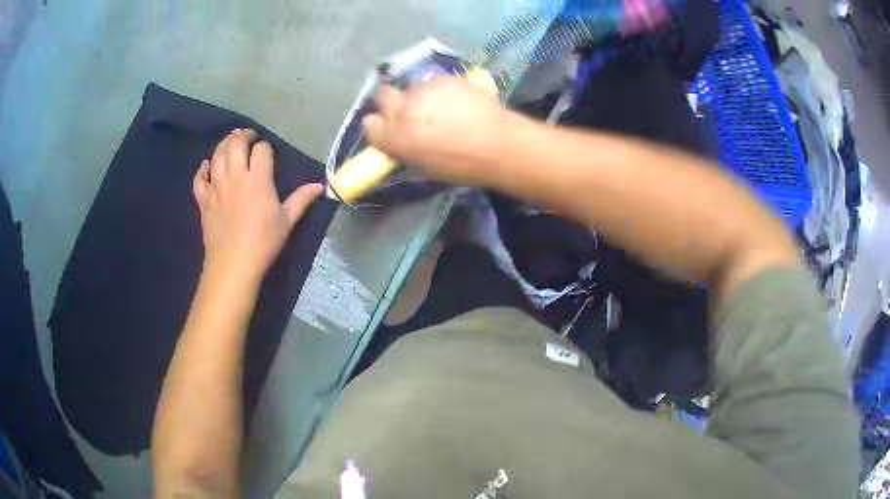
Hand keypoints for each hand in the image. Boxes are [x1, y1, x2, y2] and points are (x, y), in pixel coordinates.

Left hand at [193, 129, 322, 281]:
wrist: (233, 264)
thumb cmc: (263, 242)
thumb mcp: (287, 221)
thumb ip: (302, 199)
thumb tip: (321, 185)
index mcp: (258, 179)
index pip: (261, 150)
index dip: (265, 147)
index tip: (268, 153)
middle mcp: (235, 176)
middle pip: (235, 144)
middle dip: (243, 135)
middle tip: (248, 136)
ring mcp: (216, 187)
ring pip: (217, 155)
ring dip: (223, 144)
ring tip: (230, 142)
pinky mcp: (203, 200)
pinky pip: (199, 178)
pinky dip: (202, 169)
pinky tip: (206, 165)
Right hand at [362, 76, 506, 185]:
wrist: (496, 143)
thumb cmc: (460, 165)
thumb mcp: (423, 166)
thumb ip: (404, 149)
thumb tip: (400, 141)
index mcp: (393, 137)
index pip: (369, 124)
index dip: (380, 126)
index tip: (389, 129)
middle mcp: (402, 109)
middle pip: (383, 95)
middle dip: (390, 101)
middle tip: (409, 111)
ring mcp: (423, 90)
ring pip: (413, 88)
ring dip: (421, 97)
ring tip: (444, 109)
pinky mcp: (444, 79)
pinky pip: (436, 83)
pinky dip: (443, 91)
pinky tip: (460, 102)